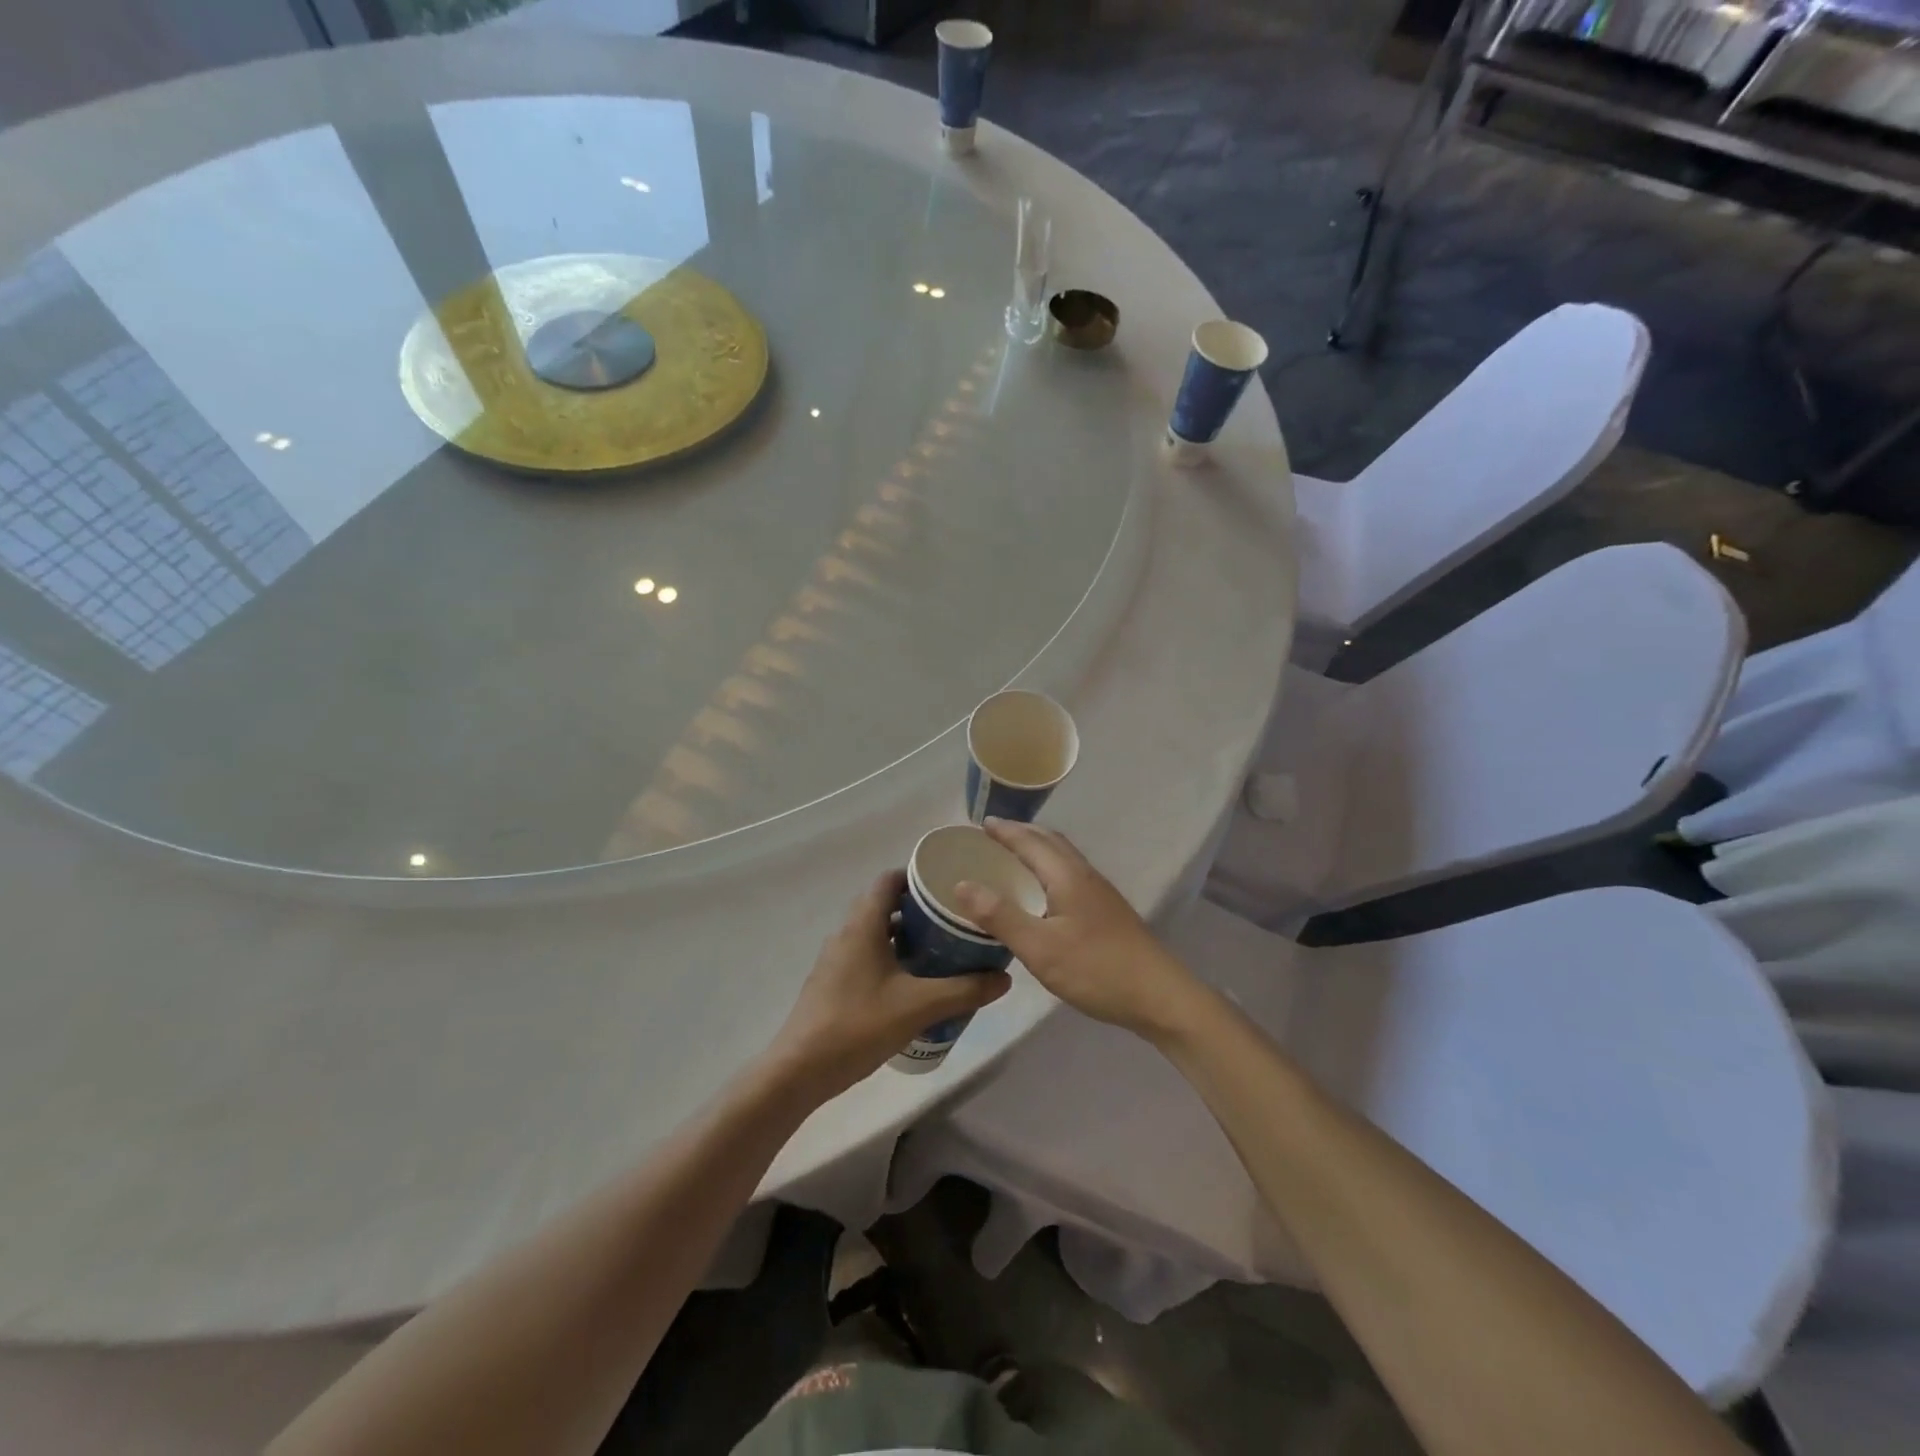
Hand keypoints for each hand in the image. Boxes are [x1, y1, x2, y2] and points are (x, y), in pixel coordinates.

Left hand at [774, 871, 1011, 1099]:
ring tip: (941, 949)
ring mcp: (836, 959)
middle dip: (919, 908)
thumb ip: (964, 990)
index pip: (889, 880)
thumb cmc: (858, 1025)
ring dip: (906, 935)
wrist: (799, 1070)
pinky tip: (913, 983)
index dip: (917, 875)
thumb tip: (1004, 978)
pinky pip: (867, 955)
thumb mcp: (919, 1006)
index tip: (949, 884)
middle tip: (954, 919)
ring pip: (876, 933)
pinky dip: (891, 957)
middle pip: (884, 905)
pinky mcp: (833, 983)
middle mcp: (846, 933)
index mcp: (863, 924)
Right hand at [951, 820, 1201, 1041]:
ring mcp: (1101, 894)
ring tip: (1015, 858)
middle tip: (994, 837)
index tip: (979, 825)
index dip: (1004, 831)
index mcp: (1066, 876)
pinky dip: (1050, 869)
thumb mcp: (1039, 947)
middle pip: (1051, 842)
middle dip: (1022, 834)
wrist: (1160, 996)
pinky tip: (1045, 894)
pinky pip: (1071, 875)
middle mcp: (1085, 875)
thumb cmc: (1096, 969)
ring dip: (1038, 849)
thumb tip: (961, 884)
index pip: (1030, 842)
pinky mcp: (1108, 912)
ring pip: (1064, 858)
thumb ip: (1000, 916)